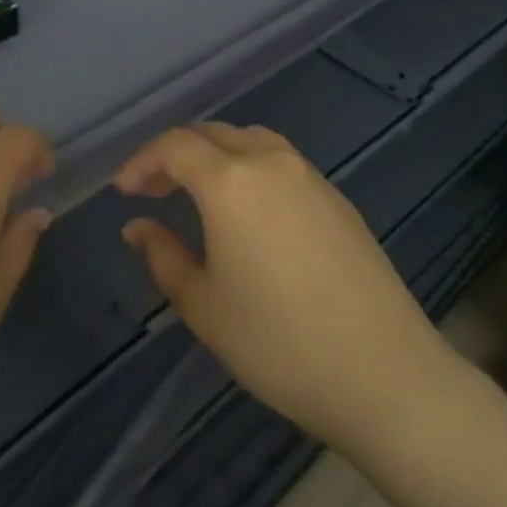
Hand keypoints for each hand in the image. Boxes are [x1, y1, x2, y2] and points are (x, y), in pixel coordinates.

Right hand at [117, 123, 455, 455]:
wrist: (384, 373)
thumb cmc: (278, 343)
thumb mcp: (203, 305)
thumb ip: (163, 256)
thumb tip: (138, 227)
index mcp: (231, 181)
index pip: (175, 146)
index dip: (142, 161)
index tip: (123, 191)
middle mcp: (270, 162)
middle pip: (212, 134)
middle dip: (175, 155)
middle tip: (153, 191)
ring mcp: (310, 176)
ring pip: (250, 141)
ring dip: (215, 155)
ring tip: (198, 193)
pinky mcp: (337, 198)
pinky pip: (281, 162)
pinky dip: (250, 168)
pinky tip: (248, 210)